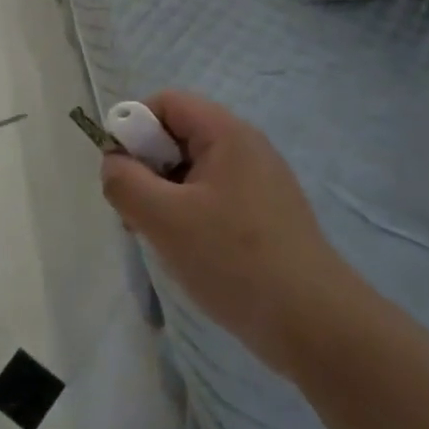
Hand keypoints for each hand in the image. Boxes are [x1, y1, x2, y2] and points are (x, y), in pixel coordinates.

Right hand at [99, 91, 342, 362]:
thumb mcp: (163, 218)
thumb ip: (124, 182)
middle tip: (137, 212)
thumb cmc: (234, 260)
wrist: (314, 325)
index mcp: (227, 134)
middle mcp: (246, 149)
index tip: (120, 173)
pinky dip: (189, 217)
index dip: (132, 127)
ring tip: (160, 239)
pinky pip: (212, 199)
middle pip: (178, 136)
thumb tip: (113, 164)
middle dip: (146, 168)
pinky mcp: (265, 217)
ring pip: (191, 172)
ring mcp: (259, 184)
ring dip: (164, 197)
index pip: (166, 103)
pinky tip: (188, 254)